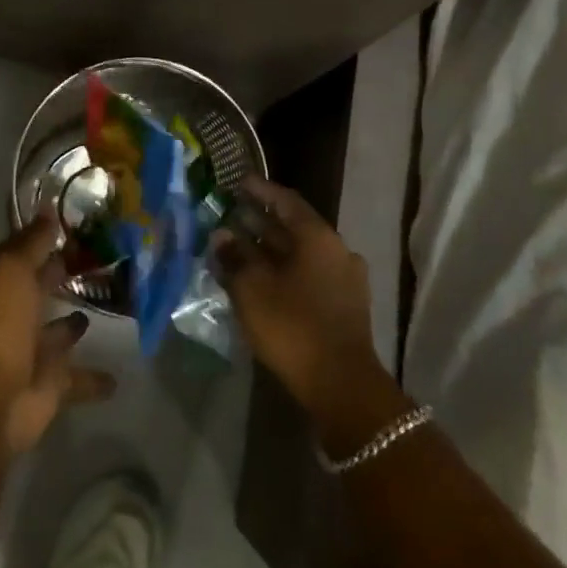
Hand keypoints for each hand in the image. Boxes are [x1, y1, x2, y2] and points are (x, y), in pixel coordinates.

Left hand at [0, 215, 116, 452]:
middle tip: (102, 263)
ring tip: (105, 309)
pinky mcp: (53, 387)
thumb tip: (48, 208)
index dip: (50, 241)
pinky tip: (119, 377)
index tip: (83, 227)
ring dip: (74, 325)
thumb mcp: (12, 270)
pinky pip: (79, 379)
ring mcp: (35, 353)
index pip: (29, 255)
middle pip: (43, 291)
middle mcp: (18, 315)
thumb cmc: (1, 325)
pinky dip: (96, 379)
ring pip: (60, 334)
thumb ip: (32, 242)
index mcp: (6, 285)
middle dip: (62, 278)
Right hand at [214, 177, 387, 418]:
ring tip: (239, 248)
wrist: (341, 385)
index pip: (286, 201)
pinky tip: (261, 280)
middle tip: (231, 215)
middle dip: (261, 221)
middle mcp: (337, 251)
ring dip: (271, 249)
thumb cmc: (293, 326)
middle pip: (294, 227)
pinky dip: (284, 270)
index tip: (237, 182)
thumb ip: (234, 257)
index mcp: (318, 237)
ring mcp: (345, 280)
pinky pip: (309, 275)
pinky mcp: (344, 306)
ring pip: (301, 253)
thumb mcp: (252, 288)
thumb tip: (221, 235)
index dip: (260, 190)